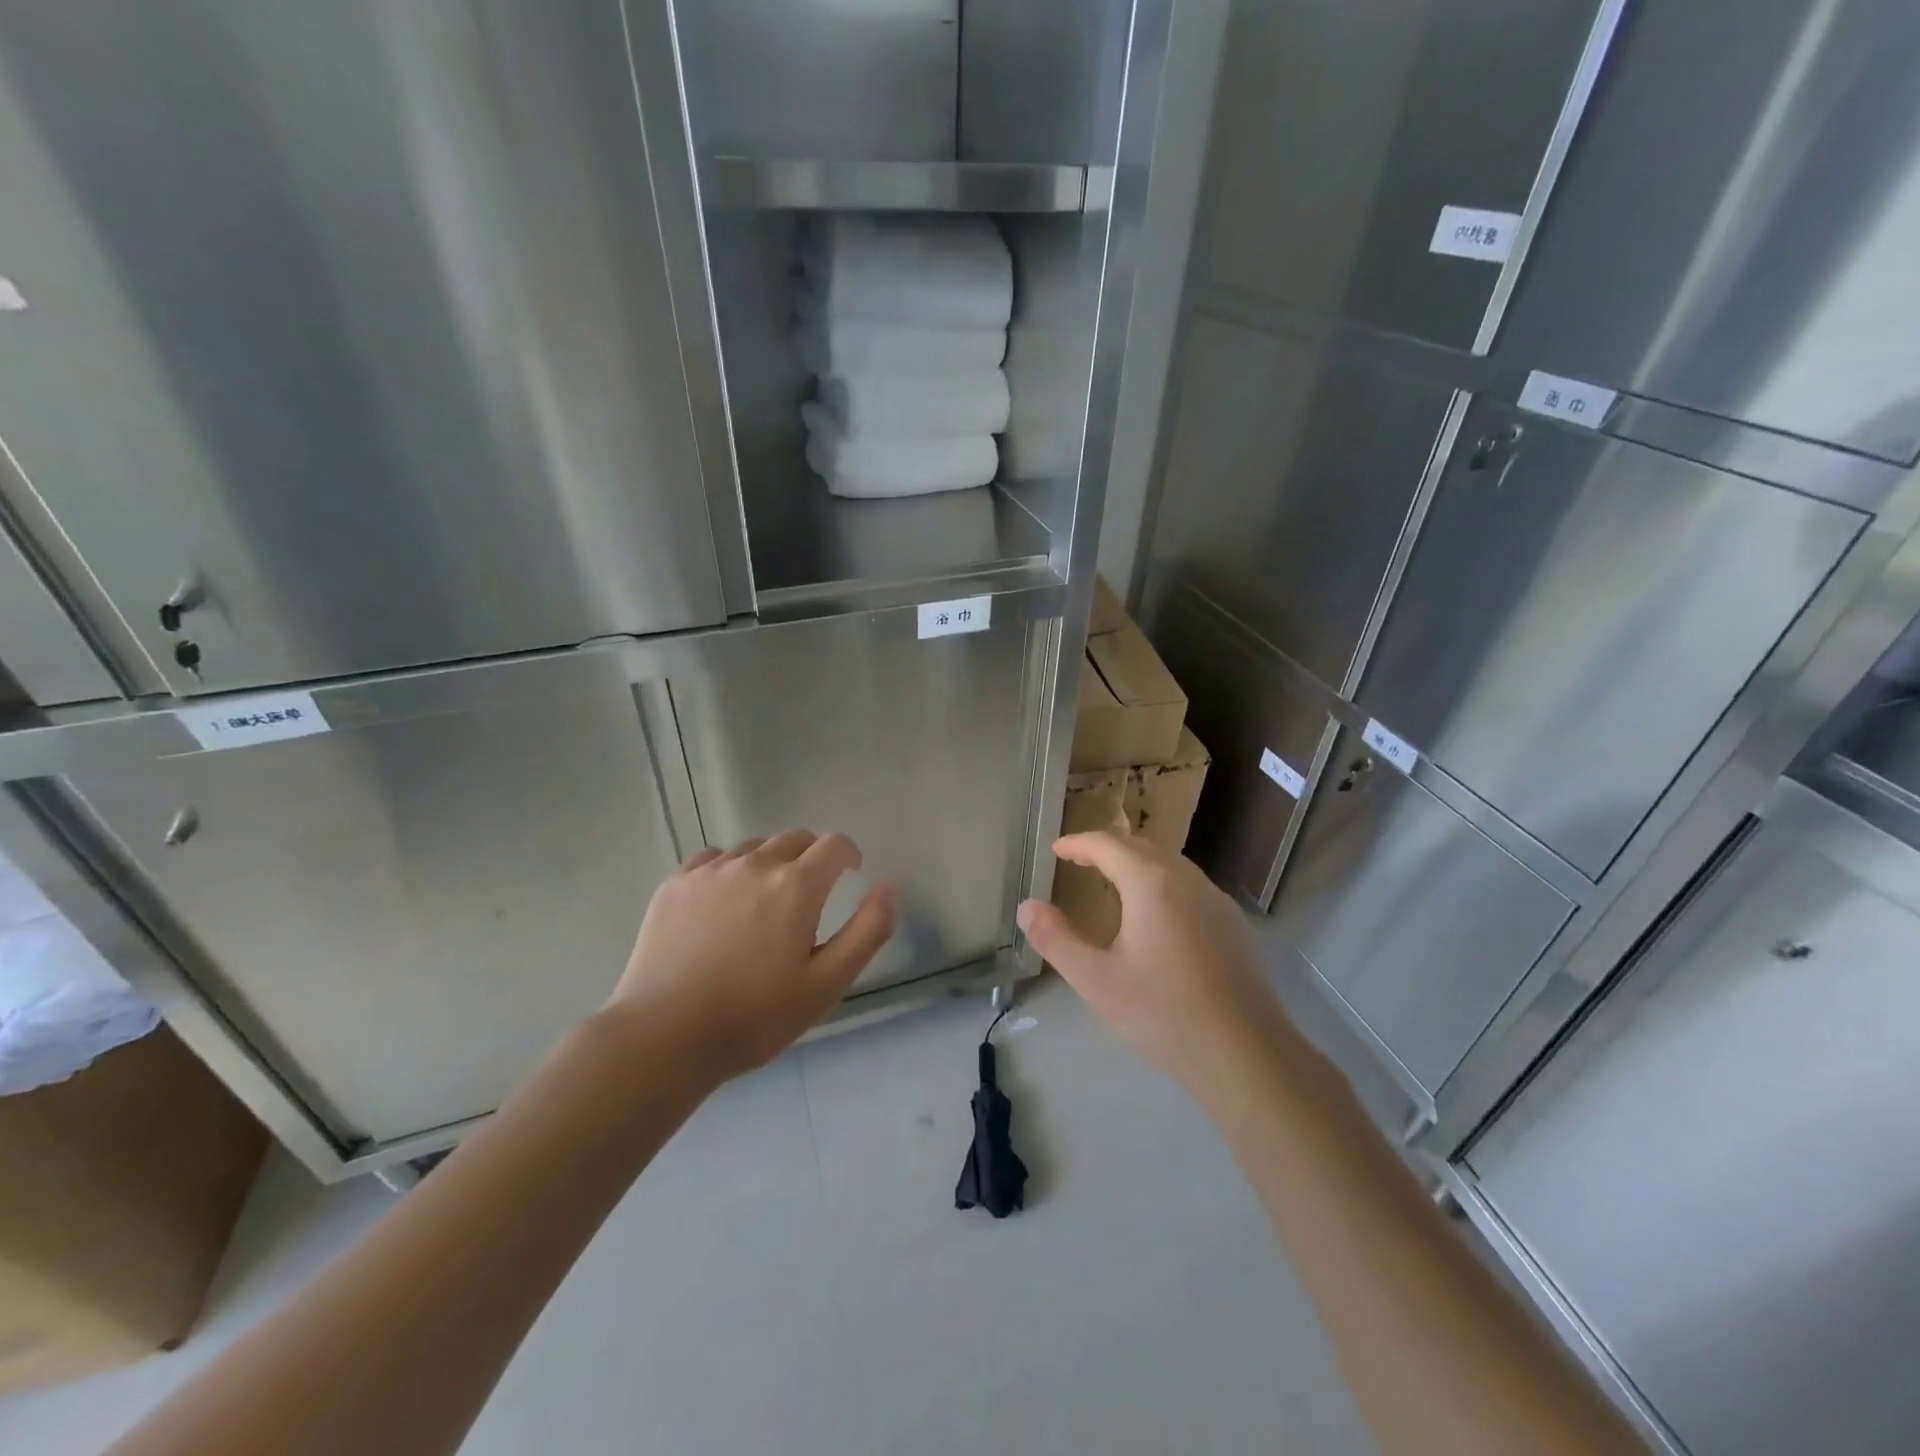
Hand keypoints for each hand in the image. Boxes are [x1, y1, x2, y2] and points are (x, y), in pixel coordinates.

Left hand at [608, 830, 896, 1082]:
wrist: (663, 1038)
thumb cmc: (754, 1016)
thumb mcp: (827, 983)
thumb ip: (868, 929)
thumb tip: (891, 884)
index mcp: (796, 885)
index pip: (834, 844)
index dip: (848, 855)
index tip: (850, 874)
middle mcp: (755, 864)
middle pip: (795, 838)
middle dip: (812, 857)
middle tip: (810, 895)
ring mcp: (710, 871)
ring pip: (754, 848)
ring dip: (771, 863)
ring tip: (764, 903)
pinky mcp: (675, 884)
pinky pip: (713, 859)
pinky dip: (729, 870)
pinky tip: (723, 903)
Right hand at [1017, 832, 1295, 1093]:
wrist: (1247, 1056)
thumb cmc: (1164, 1014)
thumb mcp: (1096, 980)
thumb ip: (1056, 939)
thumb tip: (1027, 907)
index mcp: (1152, 884)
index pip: (1108, 845)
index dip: (1078, 843)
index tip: (1056, 849)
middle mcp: (1188, 881)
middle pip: (1142, 848)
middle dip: (1107, 849)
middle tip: (1080, 861)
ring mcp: (1217, 902)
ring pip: (1171, 865)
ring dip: (1138, 864)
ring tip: (1114, 882)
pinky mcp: (1235, 926)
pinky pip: (1191, 887)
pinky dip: (1163, 883)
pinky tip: (1158, 916)